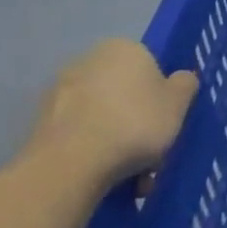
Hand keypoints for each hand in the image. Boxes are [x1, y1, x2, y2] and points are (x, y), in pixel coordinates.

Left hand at [24, 39, 197, 188]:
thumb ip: (185, 85)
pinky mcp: (41, 125)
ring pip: (103, 117)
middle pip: (125, 93)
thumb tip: (180, 79)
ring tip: (132, 178)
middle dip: (139, 123)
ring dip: (119, 143)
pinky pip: (81, 136)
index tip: (167, 123)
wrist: (70, 165)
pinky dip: (95, 153)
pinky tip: (107, 179)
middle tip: (153, 155)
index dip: (161, 96)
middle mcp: (87, 62)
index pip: (150, 67)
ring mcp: (59, 93)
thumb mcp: (178, 104)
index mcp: (123, 48)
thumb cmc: (134, 123)